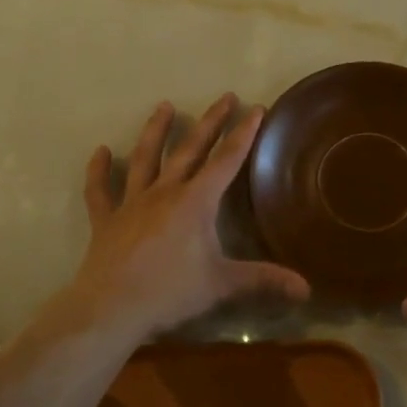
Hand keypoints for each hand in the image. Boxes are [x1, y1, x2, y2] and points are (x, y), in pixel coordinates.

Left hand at [60, 94, 309, 341]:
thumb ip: (263, 280)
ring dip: (155, 131)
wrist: (111, 309)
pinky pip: (100, 190)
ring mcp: (132, 203)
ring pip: (145, 158)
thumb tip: (307, 289)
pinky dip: (99, 170)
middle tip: (224, 97)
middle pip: (190, 150)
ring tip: (164, 106)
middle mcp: (164, 192)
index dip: (243, 135)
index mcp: (195, 202)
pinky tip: (101, 151)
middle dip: (210, 123)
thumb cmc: (170, 292)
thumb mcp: (222, 285)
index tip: (256, 109)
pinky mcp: (106, 220)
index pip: (226, 161)